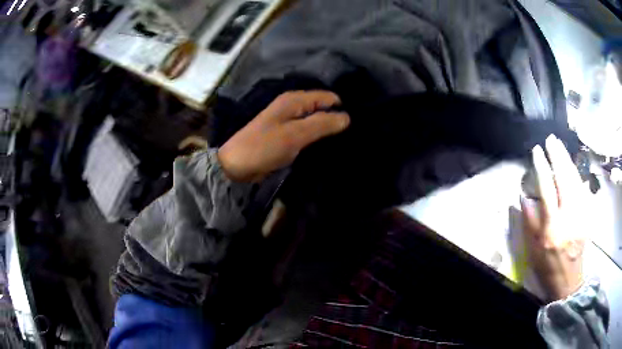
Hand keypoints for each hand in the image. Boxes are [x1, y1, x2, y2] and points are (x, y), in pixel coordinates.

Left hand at [218, 91, 349, 181]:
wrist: (236, 165)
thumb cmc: (264, 147)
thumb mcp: (295, 135)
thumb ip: (321, 124)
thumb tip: (347, 117)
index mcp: (294, 100)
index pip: (328, 97)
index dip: (341, 108)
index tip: (356, 125)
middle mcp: (292, 106)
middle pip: (322, 107)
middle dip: (336, 118)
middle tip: (352, 136)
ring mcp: (288, 120)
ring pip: (315, 120)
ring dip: (327, 129)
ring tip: (345, 141)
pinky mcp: (286, 134)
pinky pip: (307, 131)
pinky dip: (316, 136)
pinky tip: (327, 145)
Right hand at [521, 135, 586, 301]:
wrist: (569, 280)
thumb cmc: (548, 266)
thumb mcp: (533, 250)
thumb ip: (529, 222)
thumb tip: (524, 196)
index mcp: (552, 227)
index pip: (547, 189)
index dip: (542, 167)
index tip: (537, 151)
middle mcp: (568, 217)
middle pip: (564, 179)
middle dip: (558, 156)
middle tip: (551, 139)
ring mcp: (581, 215)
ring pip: (576, 180)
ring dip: (568, 160)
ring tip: (560, 146)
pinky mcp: (588, 216)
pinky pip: (583, 189)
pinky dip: (577, 174)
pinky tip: (572, 165)